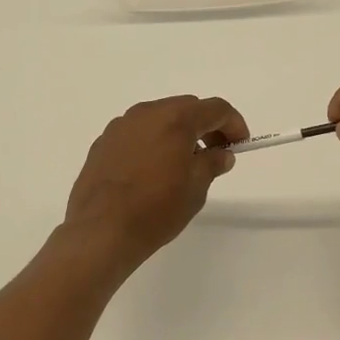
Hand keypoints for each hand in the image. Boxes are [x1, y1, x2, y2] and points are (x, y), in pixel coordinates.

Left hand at [64, 96, 248, 264]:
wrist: (100, 230)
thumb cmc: (156, 209)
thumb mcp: (195, 189)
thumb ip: (212, 163)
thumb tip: (221, 153)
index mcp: (175, 119)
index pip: (215, 108)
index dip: (234, 123)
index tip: (240, 144)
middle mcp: (146, 113)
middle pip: (186, 108)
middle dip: (206, 126)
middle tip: (215, 153)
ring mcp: (121, 126)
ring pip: (159, 118)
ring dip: (177, 132)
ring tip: (183, 163)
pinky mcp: (103, 142)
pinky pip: (137, 133)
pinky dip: (153, 142)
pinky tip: (152, 170)